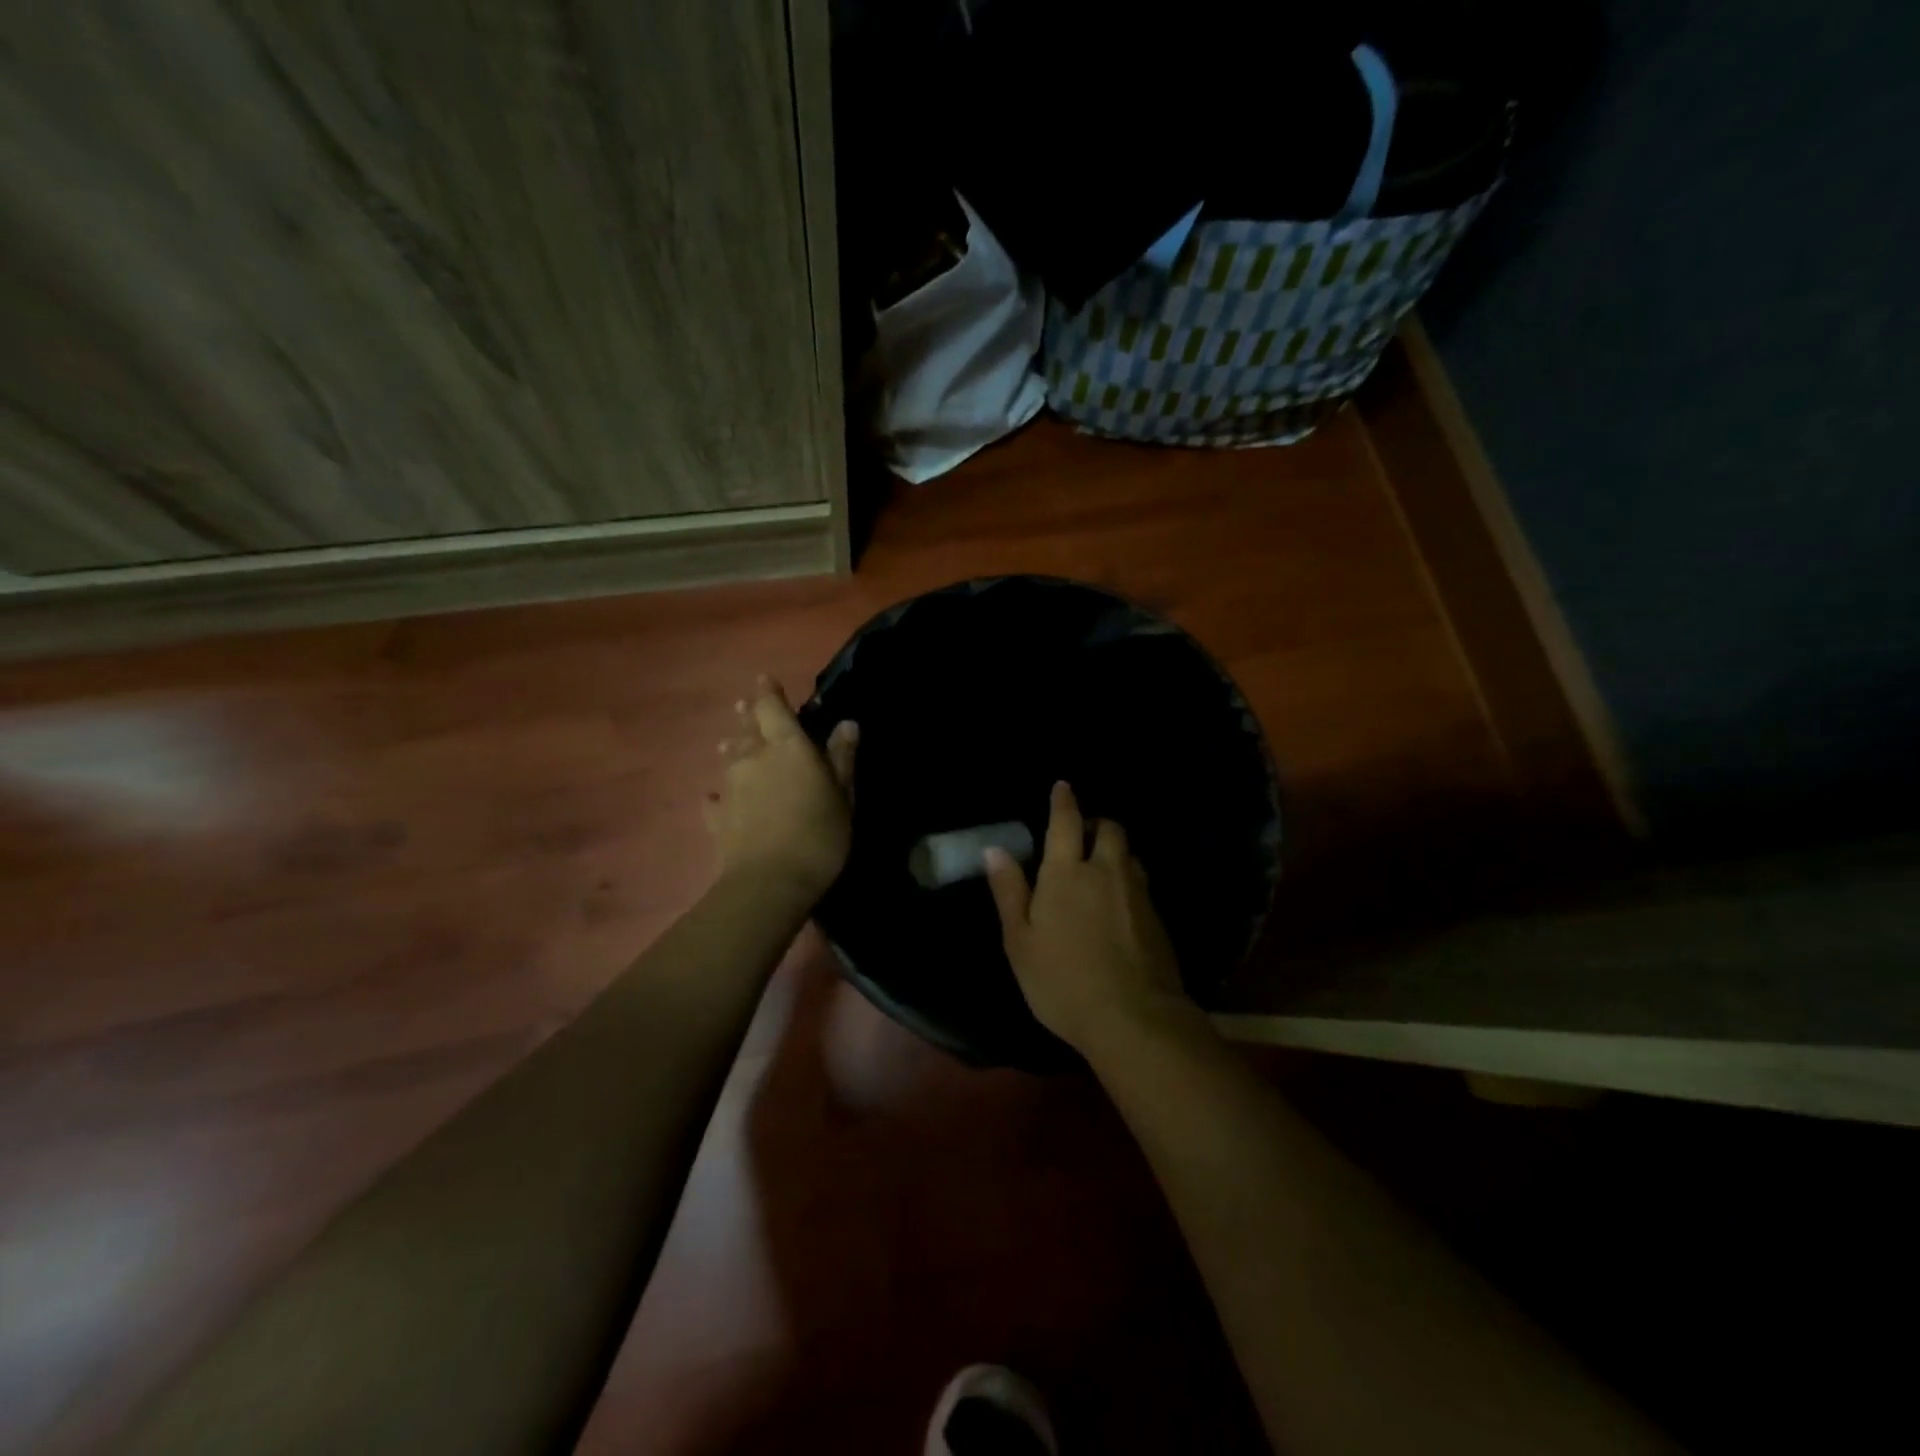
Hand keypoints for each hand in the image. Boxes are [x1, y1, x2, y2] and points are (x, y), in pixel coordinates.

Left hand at [705, 676, 857, 902]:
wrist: (770, 882)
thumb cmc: (818, 834)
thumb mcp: (842, 795)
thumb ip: (841, 757)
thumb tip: (847, 723)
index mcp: (787, 746)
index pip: (772, 707)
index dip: (768, 692)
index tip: (764, 680)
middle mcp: (753, 758)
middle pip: (746, 729)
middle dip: (747, 716)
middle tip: (744, 707)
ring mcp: (730, 787)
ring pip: (729, 758)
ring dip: (732, 748)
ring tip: (731, 743)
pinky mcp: (717, 817)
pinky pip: (716, 797)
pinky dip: (719, 793)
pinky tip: (717, 797)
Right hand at [984, 781, 1197, 1056]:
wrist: (1134, 1018)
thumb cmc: (1062, 980)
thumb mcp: (1020, 941)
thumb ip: (1009, 891)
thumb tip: (995, 850)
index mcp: (1067, 873)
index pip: (1066, 822)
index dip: (1064, 801)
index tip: (1063, 786)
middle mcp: (1106, 872)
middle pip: (1109, 829)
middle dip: (1096, 824)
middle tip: (1081, 836)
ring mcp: (1137, 894)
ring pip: (1129, 855)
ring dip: (1114, 851)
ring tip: (1100, 868)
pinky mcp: (1157, 918)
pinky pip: (1142, 883)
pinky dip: (1128, 880)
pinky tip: (1119, 904)